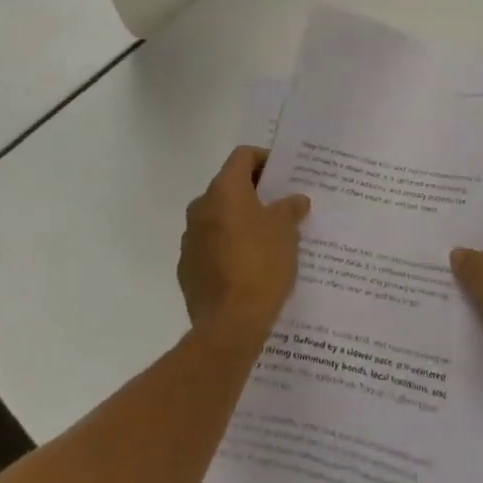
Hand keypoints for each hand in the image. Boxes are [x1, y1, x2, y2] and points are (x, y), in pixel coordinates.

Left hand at [179, 147, 310, 341]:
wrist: (229, 325)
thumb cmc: (261, 265)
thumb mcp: (286, 232)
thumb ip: (289, 208)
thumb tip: (295, 200)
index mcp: (224, 190)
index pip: (242, 156)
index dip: (264, 159)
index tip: (283, 175)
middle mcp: (201, 207)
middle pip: (229, 186)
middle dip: (254, 193)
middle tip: (280, 206)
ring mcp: (190, 239)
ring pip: (218, 217)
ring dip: (239, 220)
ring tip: (267, 238)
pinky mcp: (187, 268)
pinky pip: (210, 245)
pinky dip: (227, 246)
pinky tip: (248, 266)